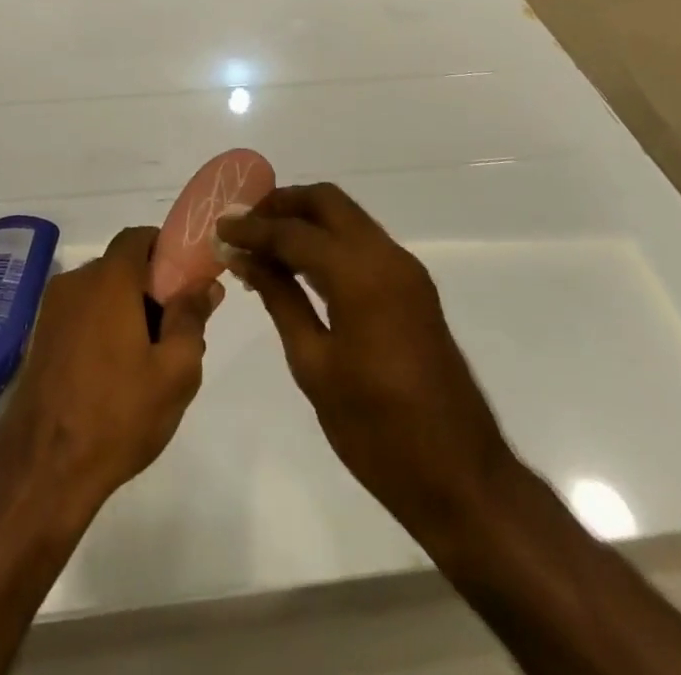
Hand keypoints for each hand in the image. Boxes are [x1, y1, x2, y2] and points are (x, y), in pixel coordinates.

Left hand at [0, 227, 220, 515]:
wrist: (42, 472)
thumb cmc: (118, 415)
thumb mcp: (175, 372)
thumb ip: (192, 318)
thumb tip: (204, 284)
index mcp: (108, 280)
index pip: (138, 237)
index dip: (165, 249)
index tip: (186, 281)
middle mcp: (76, 283)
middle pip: (121, 267)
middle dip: (151, 288)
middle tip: (175, 332)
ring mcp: (52, 311)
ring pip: (101, 294)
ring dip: (126, 312)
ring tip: (147, 362)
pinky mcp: (40, 338)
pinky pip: (81, 316)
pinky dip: (102, 329)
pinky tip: (115, 376)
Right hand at [217, 185, 515, 552]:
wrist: (461, 477)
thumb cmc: (377, 430)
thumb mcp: (314, 366)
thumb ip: (280, 299)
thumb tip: (245, 258)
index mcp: (361, 274)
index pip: (294, 231)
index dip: (252, 228)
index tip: (219, 229)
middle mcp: (387, 257)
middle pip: (327, 202)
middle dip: (282, 205)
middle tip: (245, 226)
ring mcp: (405, 270)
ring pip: (347, 218)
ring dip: (305, 221)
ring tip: (262, 244)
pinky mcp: (413, 288)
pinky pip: (362, 243)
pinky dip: (328, 241)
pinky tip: (299, 267)